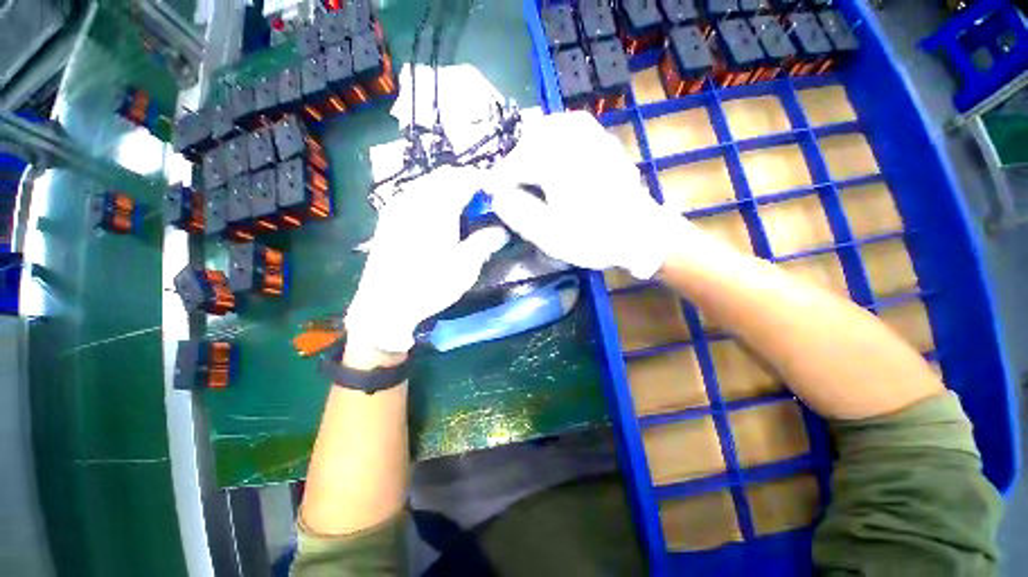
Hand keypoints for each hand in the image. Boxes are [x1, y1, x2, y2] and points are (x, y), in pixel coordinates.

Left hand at [344, 166, 509, 352]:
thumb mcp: (465, 266)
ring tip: (464, 206)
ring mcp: (398, 206)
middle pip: (445, 175)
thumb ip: (485, 242)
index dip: (484, 180)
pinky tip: (439, 215)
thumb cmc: (429, 285)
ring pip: (428, 182)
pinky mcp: (389, 217)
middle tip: (483, 198)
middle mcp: (415, 199)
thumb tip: (502, 231)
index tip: (498, 191)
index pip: (464, 179)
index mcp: (436, 208)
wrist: (385, 304)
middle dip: (467, 181)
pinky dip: (433, 195)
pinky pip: (415, 193)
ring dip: (449, 187)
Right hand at [488, 111, 687, 279]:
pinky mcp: (601, 139)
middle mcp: (571, 135)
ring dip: (532, 149)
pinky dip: (552, 142)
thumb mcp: (548, 234)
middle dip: (514, 163)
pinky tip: (552, 160)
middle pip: (527, 139)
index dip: (497, 181)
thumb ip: (516, 212)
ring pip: (547, 128)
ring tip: (527, 173)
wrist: (641, 234)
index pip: (513, 163)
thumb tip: (497, 195)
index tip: (488, 195)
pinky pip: (567, 129)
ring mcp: (590, 133)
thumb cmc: (594, 237)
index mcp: (555, 159)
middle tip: (509, 186)